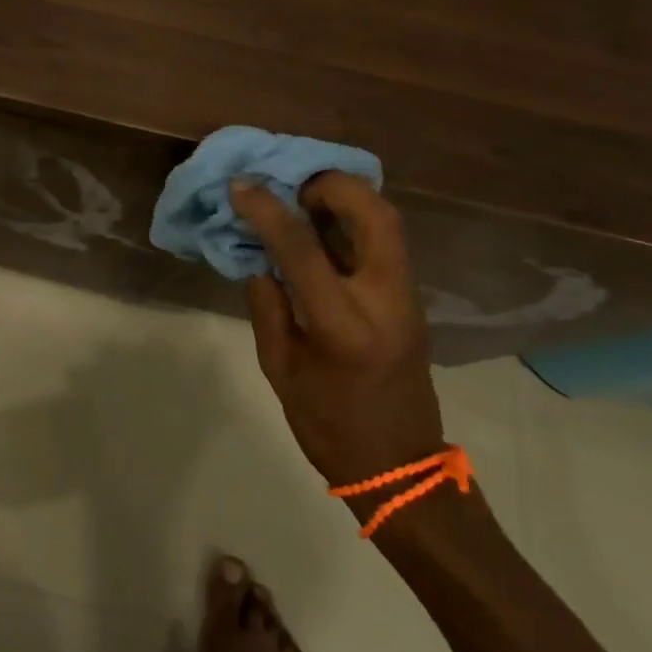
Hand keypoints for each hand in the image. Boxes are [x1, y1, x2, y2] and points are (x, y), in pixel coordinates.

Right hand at [231, 173, 443, 500]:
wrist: (399, 467)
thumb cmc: (329, 425)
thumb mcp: (279, 368)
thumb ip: (267, 306)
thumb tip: (260, 258)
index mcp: (344, 325)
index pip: (303, 249)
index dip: (268, 210)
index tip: (241, 186)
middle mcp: (385, 300)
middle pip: (375, 215)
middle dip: (332, 185)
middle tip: (293, 185)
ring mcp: (406, 297)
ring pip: (388, 222)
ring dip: (347, 198)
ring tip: (304, 198)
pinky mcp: (410, 299)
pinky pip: (384, 241)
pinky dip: (354, 220)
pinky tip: (322, 225)